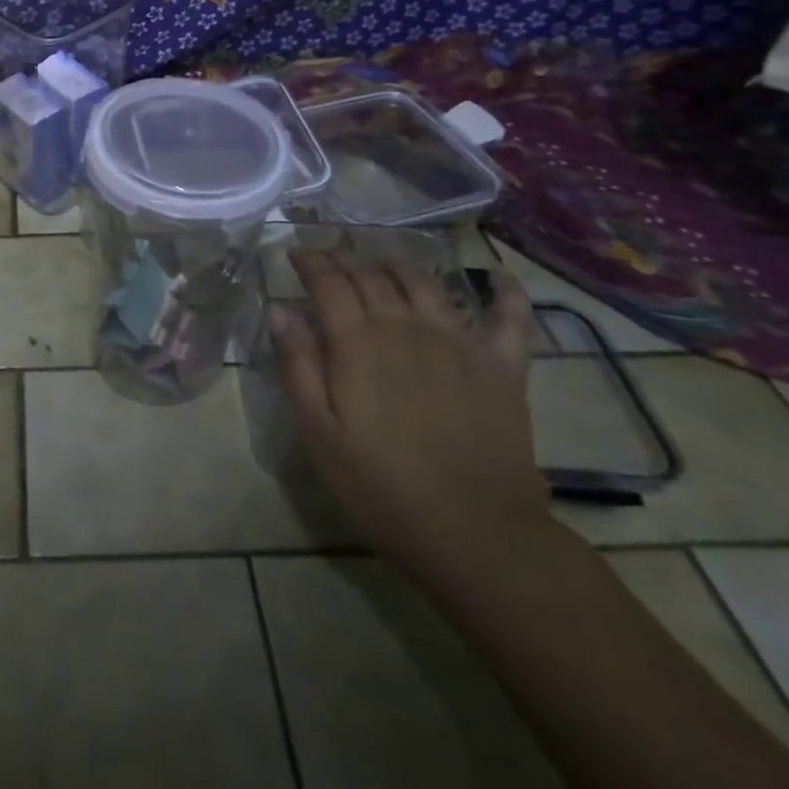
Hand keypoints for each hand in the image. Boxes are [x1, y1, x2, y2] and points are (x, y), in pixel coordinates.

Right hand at [269, 253, 548, 580]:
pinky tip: (498, 278)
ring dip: (398, 265)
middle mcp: (406, 327)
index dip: (311, 261)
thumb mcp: (318, 432)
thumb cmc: (379, 486)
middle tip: (330, 258)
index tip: (296, 254)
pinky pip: (509, 317)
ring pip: (425, 282)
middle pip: (372, 275)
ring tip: (382, 264)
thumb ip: (297, 364)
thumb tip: (279, 309)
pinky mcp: (502, 366)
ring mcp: (459, 343)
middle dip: (346, 259)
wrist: (475, 535)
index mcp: (358, 342)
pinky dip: (505, 292)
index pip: (329, 281)